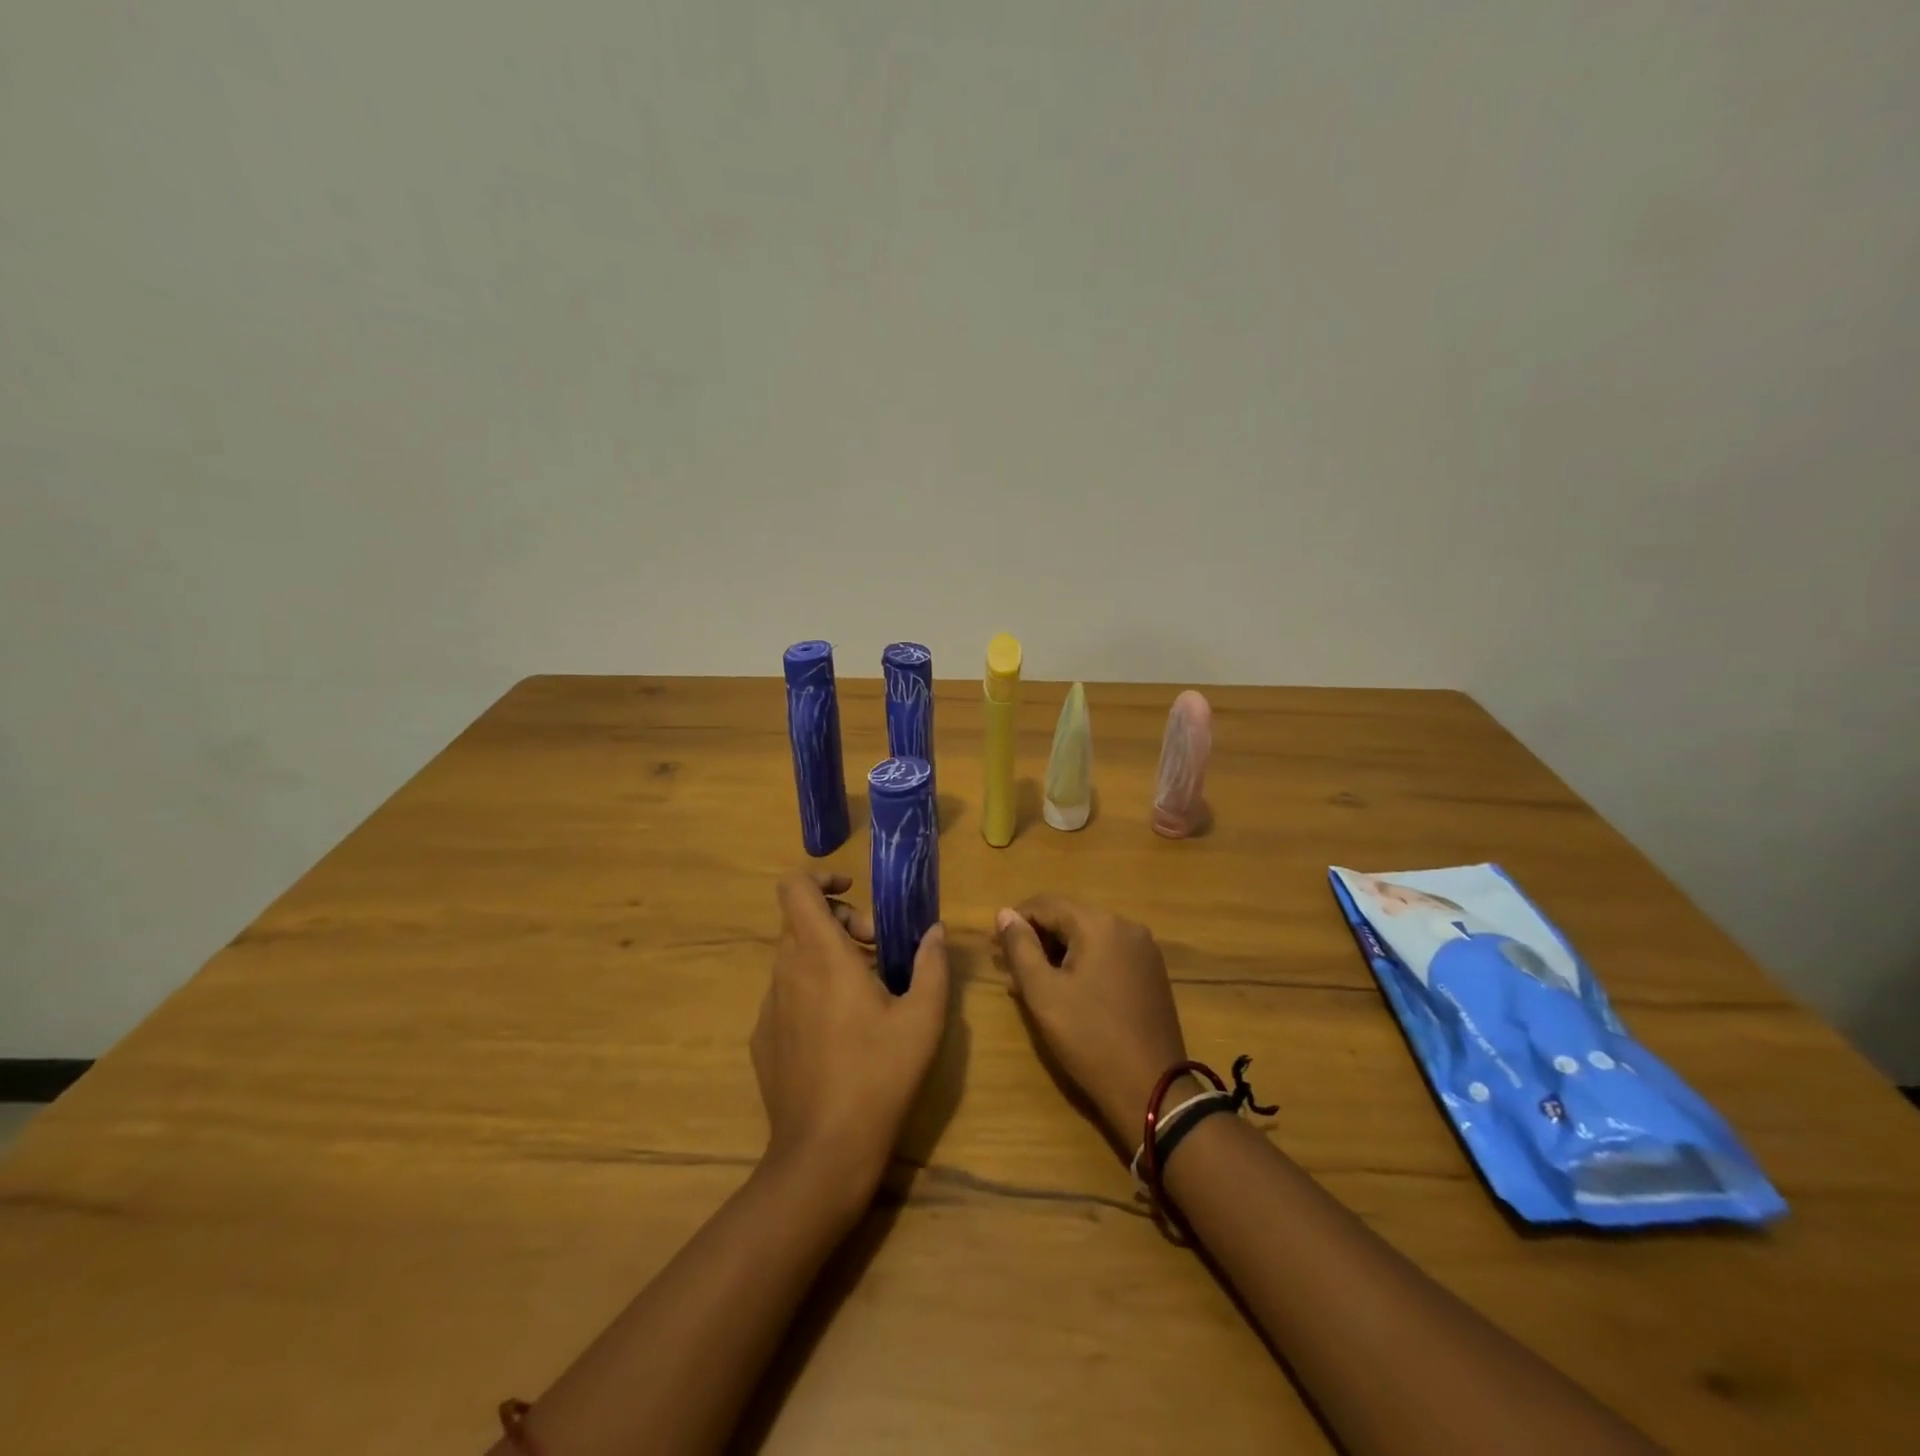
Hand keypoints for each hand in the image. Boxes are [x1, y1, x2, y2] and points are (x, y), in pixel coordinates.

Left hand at [751, 871, 949, 1206]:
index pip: (795, 888)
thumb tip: (934, 931)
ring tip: (868, 993)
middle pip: (802, 920)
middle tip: (880, 952)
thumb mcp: (923, 1017)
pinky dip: (813, 991)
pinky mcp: (762, 1038)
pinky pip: (787, 993)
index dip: (821, 878)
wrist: (823, 1152)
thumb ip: (931, 964)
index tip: (854, 893)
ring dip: (830, 957)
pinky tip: (842, 1033)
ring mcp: (769, 1006)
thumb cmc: (879, 1074)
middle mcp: (786, 970)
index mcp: (822, 954)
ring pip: (795, 957)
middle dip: (842, 922)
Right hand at [995, 895, 1188, 1146]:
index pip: (1046, 904)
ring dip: (1057, 953)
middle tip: (1009, 970)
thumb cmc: (1089, 1038)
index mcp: (1100, 924)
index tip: (992, 947)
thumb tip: (1005, 913)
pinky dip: (1082, 964)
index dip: (1014, 921)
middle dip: (1036, 939)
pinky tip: (1066, 991)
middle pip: (1069, 918)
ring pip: (1088, 938)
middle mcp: (1126, 926)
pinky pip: (1107, 955)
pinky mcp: (1151, 973)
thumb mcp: (1043, 993)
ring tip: (1031, 984)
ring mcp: (1144, 950)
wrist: (1152, 1090)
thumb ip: (1020, 947)